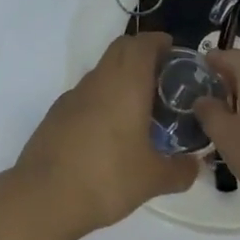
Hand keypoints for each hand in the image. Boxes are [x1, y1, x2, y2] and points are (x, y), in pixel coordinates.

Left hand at [17, 32, 198, 236]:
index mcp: (127, 83)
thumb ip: (179, 171)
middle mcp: (100, 80)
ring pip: (102, 71)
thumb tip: (195, 166)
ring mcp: (73, 95)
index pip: (143, 43)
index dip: (160, 42)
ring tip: (138, 107)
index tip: (174, 52)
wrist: (44, 197)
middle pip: (121, 49)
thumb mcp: (152, 179)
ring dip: (121, 77)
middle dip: (141, 53)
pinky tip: (108, 131)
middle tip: (161, 77)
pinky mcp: (56, 114)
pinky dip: (101, 99)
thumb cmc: (107, 178)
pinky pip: (86, 94)